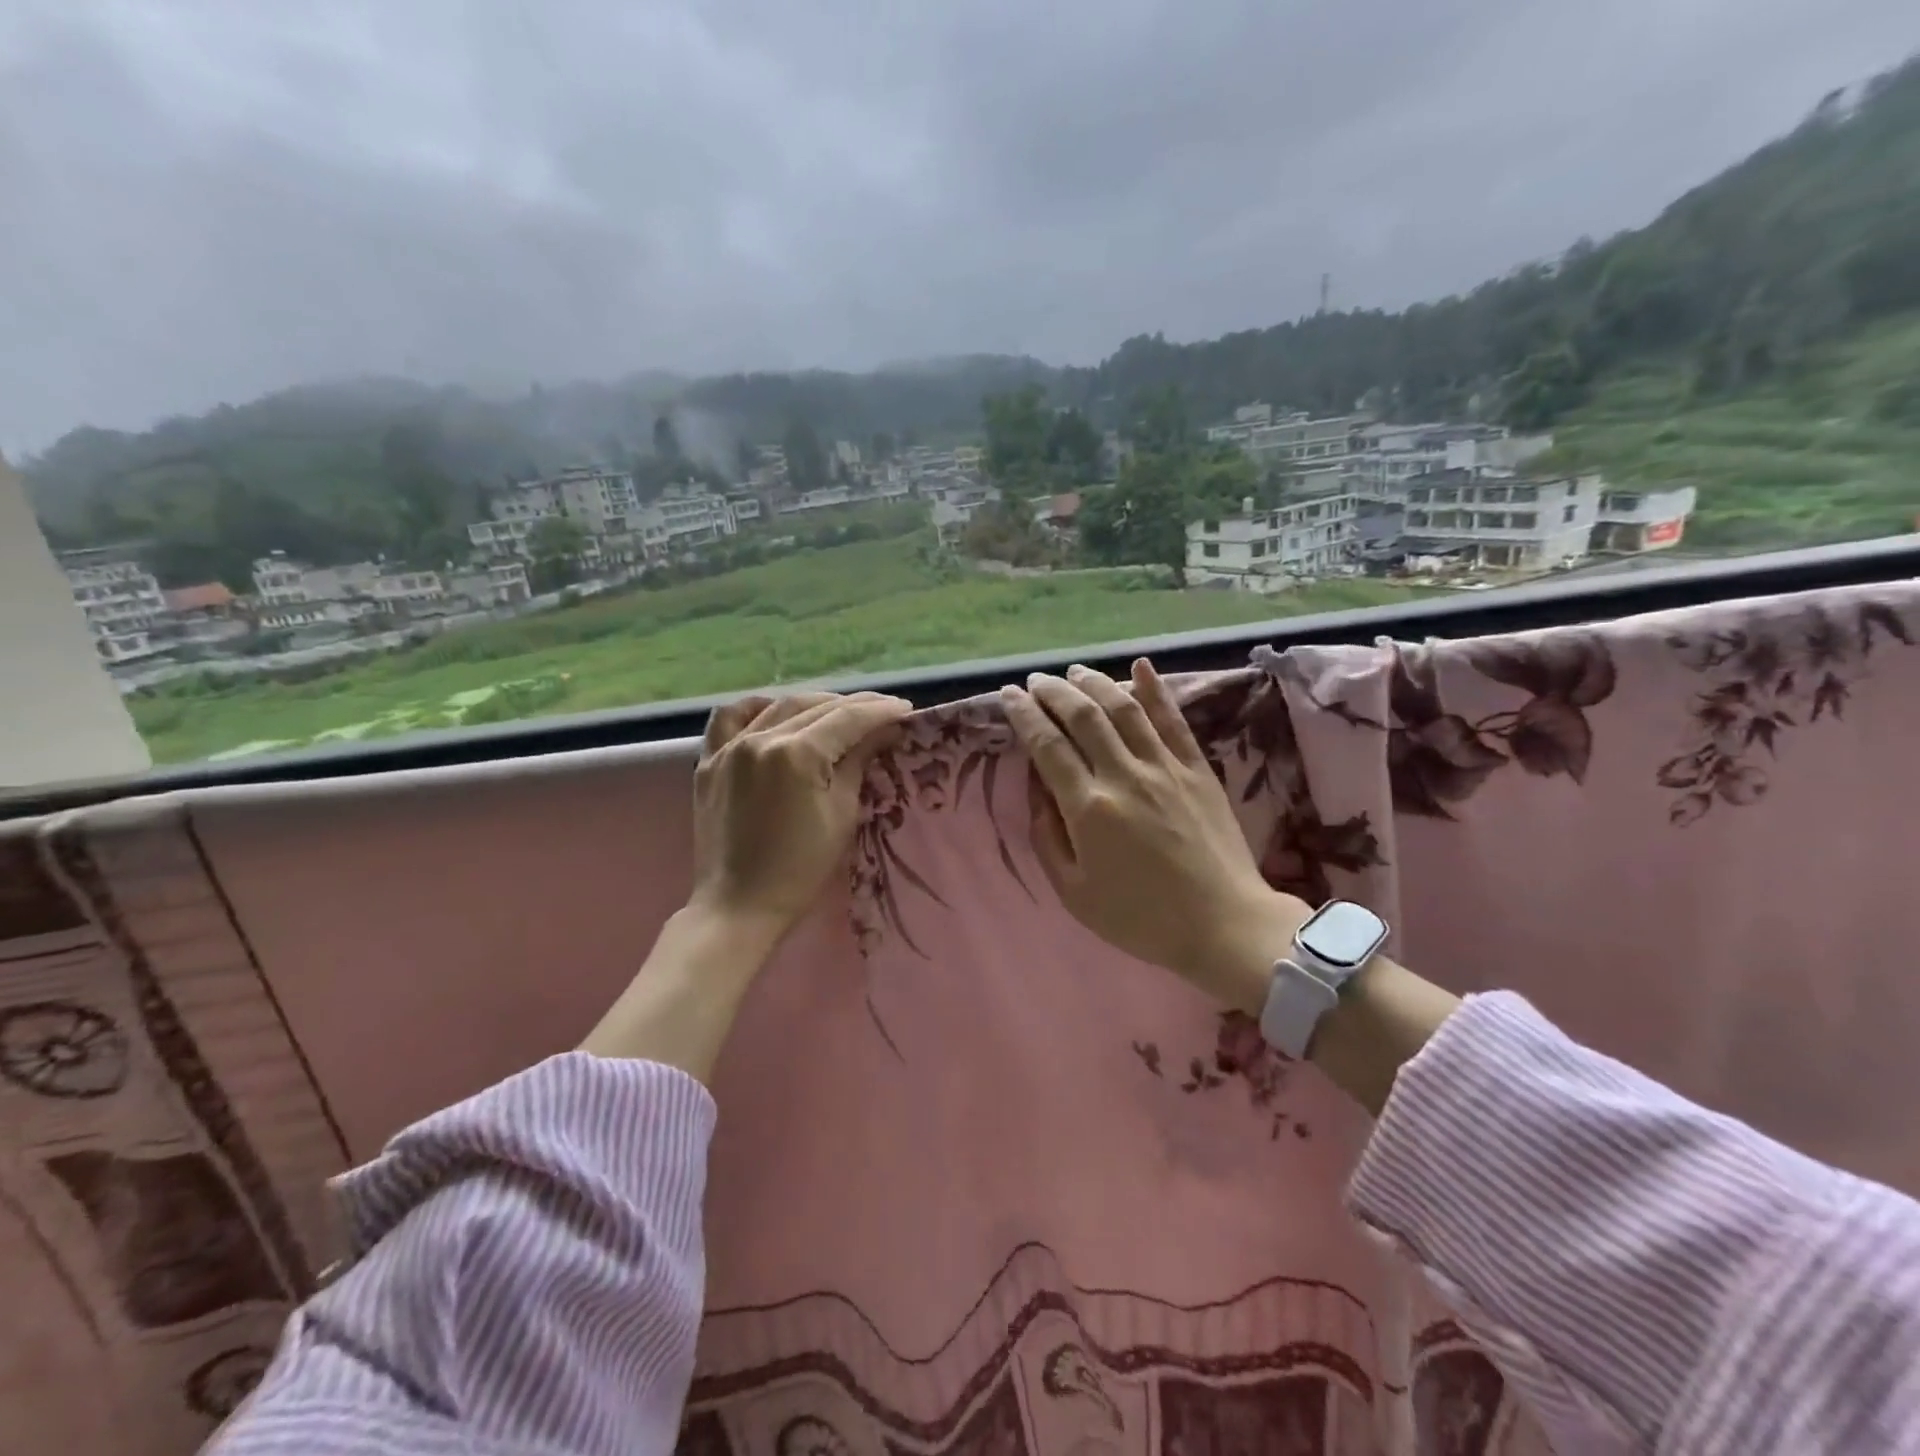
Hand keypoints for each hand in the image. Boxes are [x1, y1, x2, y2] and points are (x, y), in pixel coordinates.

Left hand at [689, 690, 913, 934]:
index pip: (847, 719)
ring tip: (838, 712)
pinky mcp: (709, 762)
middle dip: (853, 705)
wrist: (738, 907)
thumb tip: (881, 731)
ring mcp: (729, 748)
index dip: (880, 711)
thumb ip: (858, 763)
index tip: (905, 709)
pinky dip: (757, 708)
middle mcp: (760, 739)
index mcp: (796, 754)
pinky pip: (729, 718)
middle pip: (815, 707)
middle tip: (881, 711)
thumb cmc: (800, 869)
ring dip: (813, 704)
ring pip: (777, 706)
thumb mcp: (841, 815)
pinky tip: (774, 712)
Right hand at [999, 660, 1311, 1013]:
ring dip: (1095, 683)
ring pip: (1124, 708)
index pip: (1047, 746)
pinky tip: (1139, 666)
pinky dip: (1155, 689)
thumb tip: (1038, 789)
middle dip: (1053, 692)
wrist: (1222, 925)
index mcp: (1089, 808)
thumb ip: (1048, 836)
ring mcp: (1165, 767)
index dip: (1024, 715)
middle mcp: (1124, 775)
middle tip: (1036, 681)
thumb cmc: (1140, 918)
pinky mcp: (1197, 769)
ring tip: (1074, 672)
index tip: (1008, 695)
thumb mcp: (1074, 892)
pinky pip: (1173, 719)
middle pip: (1082, 716)